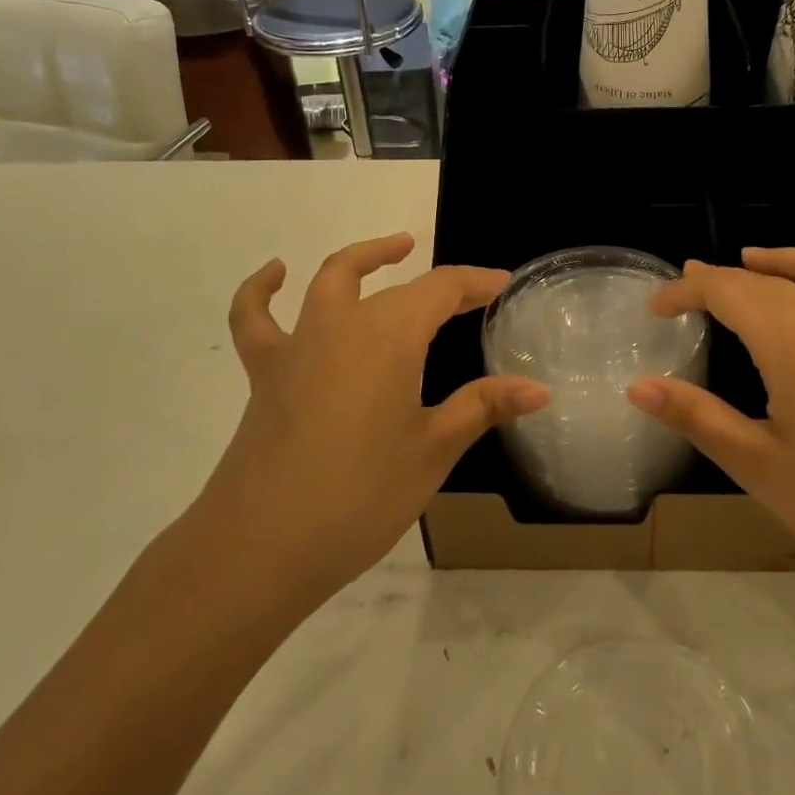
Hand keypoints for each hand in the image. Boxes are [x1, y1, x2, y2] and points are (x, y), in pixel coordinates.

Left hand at [190, 234, 547, 617]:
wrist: (260, 546)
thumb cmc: (361, 496)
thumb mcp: (433, 451)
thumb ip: (483, 407)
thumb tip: (538, 389)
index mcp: (391, 337)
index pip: (442, 290)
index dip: (476, 283)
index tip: (502, 284)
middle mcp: (343, 325)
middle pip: (397, 288)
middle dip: (439, 286)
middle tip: (470, 295)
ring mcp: (298, 344)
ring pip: (332, 280)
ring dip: (366, 259)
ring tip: (396, 248)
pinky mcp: (265, 373)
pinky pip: (255, 318)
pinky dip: (262, 289)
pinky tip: (276, 273)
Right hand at [626, 248, 794, 601]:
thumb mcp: (759, 465)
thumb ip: (697, 417)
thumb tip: (638, 386)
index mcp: (792, 340)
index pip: (727, 291)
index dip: (685, 291)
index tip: (654, 308)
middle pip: (767, 278)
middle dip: (722, 278)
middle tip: (688, 288)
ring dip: (780, 261)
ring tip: (753, 262)